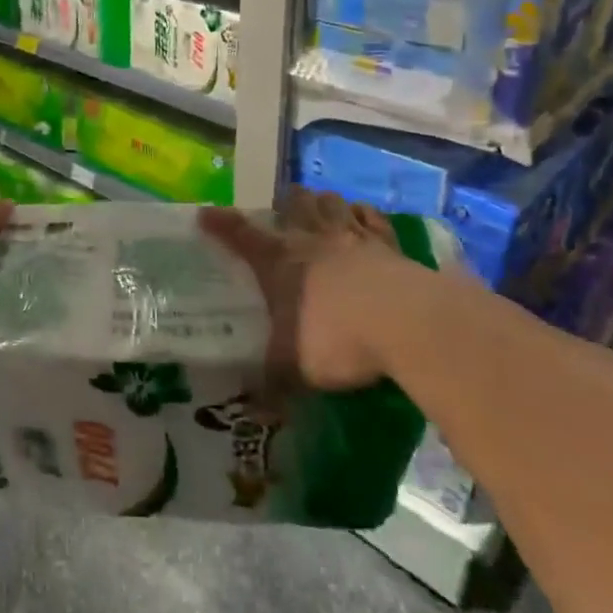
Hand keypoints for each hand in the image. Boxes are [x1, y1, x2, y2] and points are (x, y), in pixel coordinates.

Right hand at [201, 188, 456, 391]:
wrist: (407, 324)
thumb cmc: (338, 340)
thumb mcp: (293, 368)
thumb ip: (271, 382)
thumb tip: (253, 410)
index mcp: (280, 262)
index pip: (241, 235)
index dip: (221, 223)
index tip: (206, 214)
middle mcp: (313, 240)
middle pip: (294, 204)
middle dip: (286, 204)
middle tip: (283, 213)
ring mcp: (354, 238)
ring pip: (333, 203)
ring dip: (323, 204)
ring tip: (321, 211)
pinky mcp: (391, 245)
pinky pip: (373, 219)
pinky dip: (365, 216)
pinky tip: (363, 220)